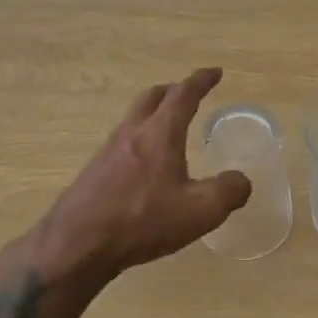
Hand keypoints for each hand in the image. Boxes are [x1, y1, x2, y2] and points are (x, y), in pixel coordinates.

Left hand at [40, 67, 251, 281]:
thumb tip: (241, 181)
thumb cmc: (142, 221)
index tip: (215, 72)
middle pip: (152, 98)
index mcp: (160, 133)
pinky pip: (122, 143)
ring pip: (134, 119)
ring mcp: (108, 151)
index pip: (183, 94)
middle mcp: (132, 133)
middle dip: (173, 91)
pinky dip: (140, 140)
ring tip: (168, 129)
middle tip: (188, 95)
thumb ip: (228, 192)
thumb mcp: (200, 211)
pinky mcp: (94, 172)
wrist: (76, 245)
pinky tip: (145, 166)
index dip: (201, 80)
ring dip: (153, 114)